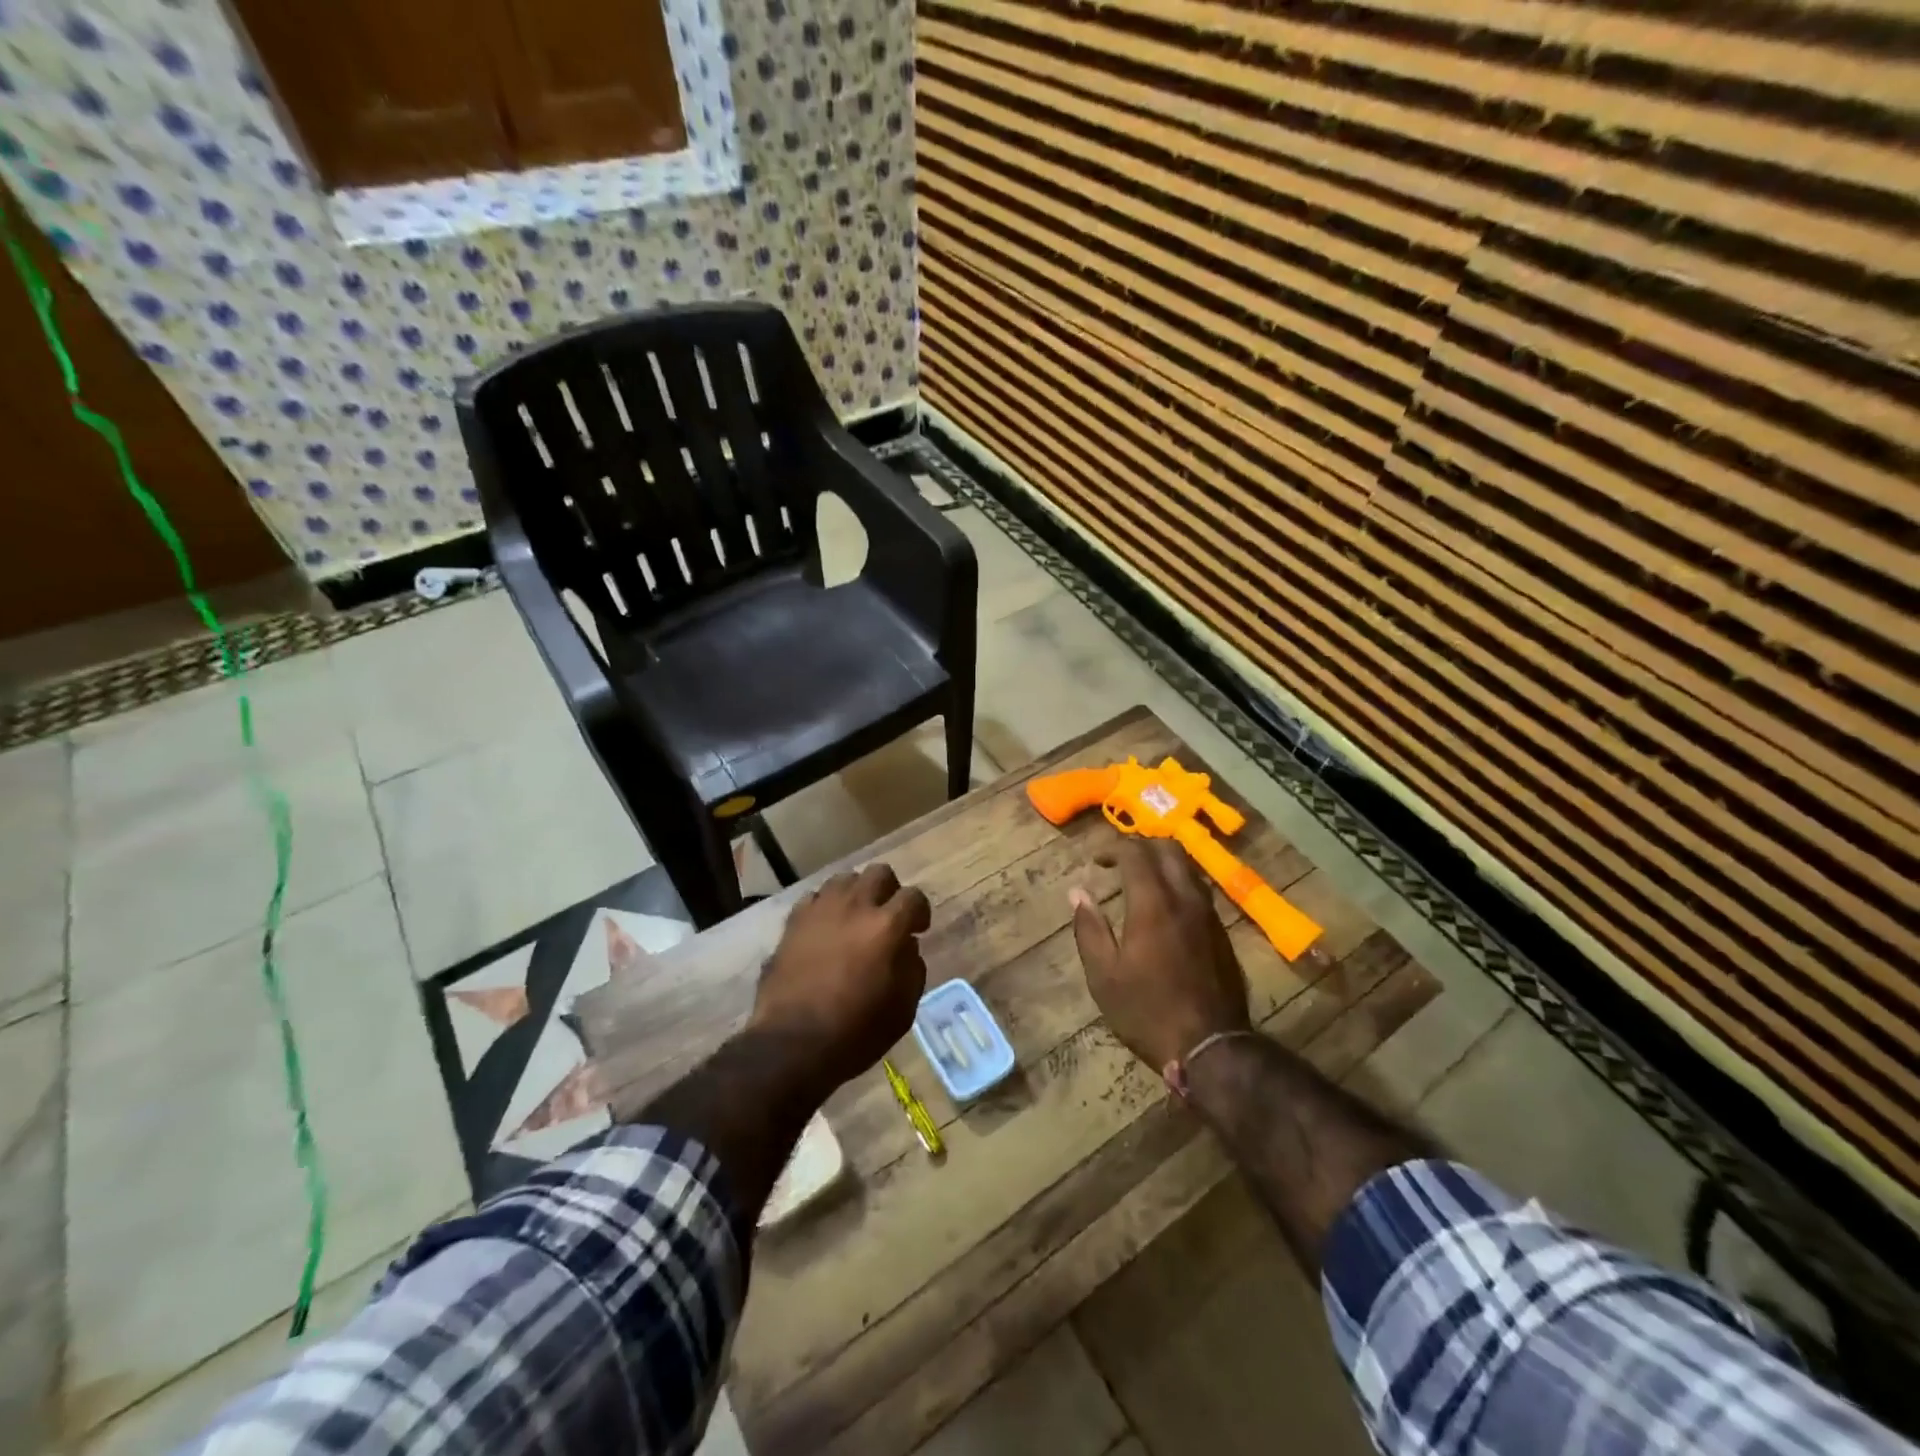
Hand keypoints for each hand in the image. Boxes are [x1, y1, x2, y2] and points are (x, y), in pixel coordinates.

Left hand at [750, 863, 931, 1096]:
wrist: (792, 1044)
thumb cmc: (855, 1032)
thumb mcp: (903, 1009)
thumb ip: (912, 968)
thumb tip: (906, 945)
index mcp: (887, 926)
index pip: (913, 896)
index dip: (920, 911)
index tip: (918, 929)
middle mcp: (854, 907)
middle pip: (879, 873)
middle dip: (890, 891)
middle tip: (888, 916)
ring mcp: (820, 910)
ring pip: (845, 879)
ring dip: (856, 894)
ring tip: (855, 918)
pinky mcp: (793, 921)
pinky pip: (815, 898)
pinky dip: (826, 907)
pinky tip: (826, 928)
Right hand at [1071, 840, 1250, 1070]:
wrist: (1211, 1047)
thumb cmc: (1147, 1012)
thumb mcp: (1104, 976)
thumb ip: (1089, 929)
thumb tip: (1078, 893)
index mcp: (1152, 904)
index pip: (1135, 853)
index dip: (1112, 848)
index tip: (1096, 861)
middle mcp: (1185, 899)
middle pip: (1168, 848)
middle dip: (1141, 845)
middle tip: (1119, 862)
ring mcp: (1209, 914)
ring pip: (1188, 867)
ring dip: (1162, 863)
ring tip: (1140, 880)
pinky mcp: (1222, 932)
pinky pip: (1199, 890)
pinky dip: (1178, 883)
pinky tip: (1165, 907)